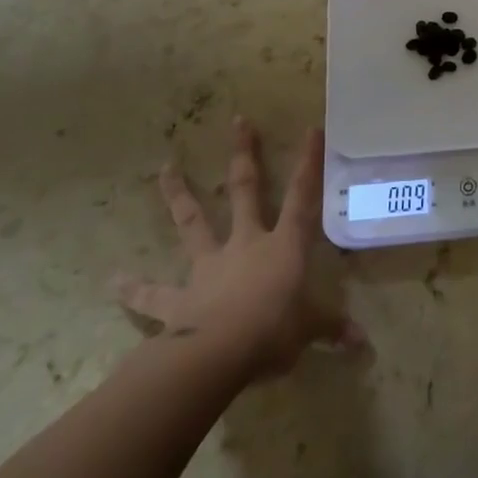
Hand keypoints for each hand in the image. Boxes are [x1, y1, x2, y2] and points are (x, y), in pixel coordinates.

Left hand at [112, 120, 362, 378]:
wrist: (217, 355)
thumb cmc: (273, 331)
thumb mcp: (310, 330)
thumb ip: (332, 329)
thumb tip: (364, 343)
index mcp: (283, 245)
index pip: (302, 196)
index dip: (309, 163)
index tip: (312, 128)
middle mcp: (245, 244)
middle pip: (245, 189)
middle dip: (244, 154)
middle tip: (238, 121)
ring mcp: (208, 267)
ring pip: (193, 222)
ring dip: (179, 194)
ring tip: (166, 167)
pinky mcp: (178, 299)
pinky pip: (153, 294)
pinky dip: (133, 289)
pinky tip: (113, 281)